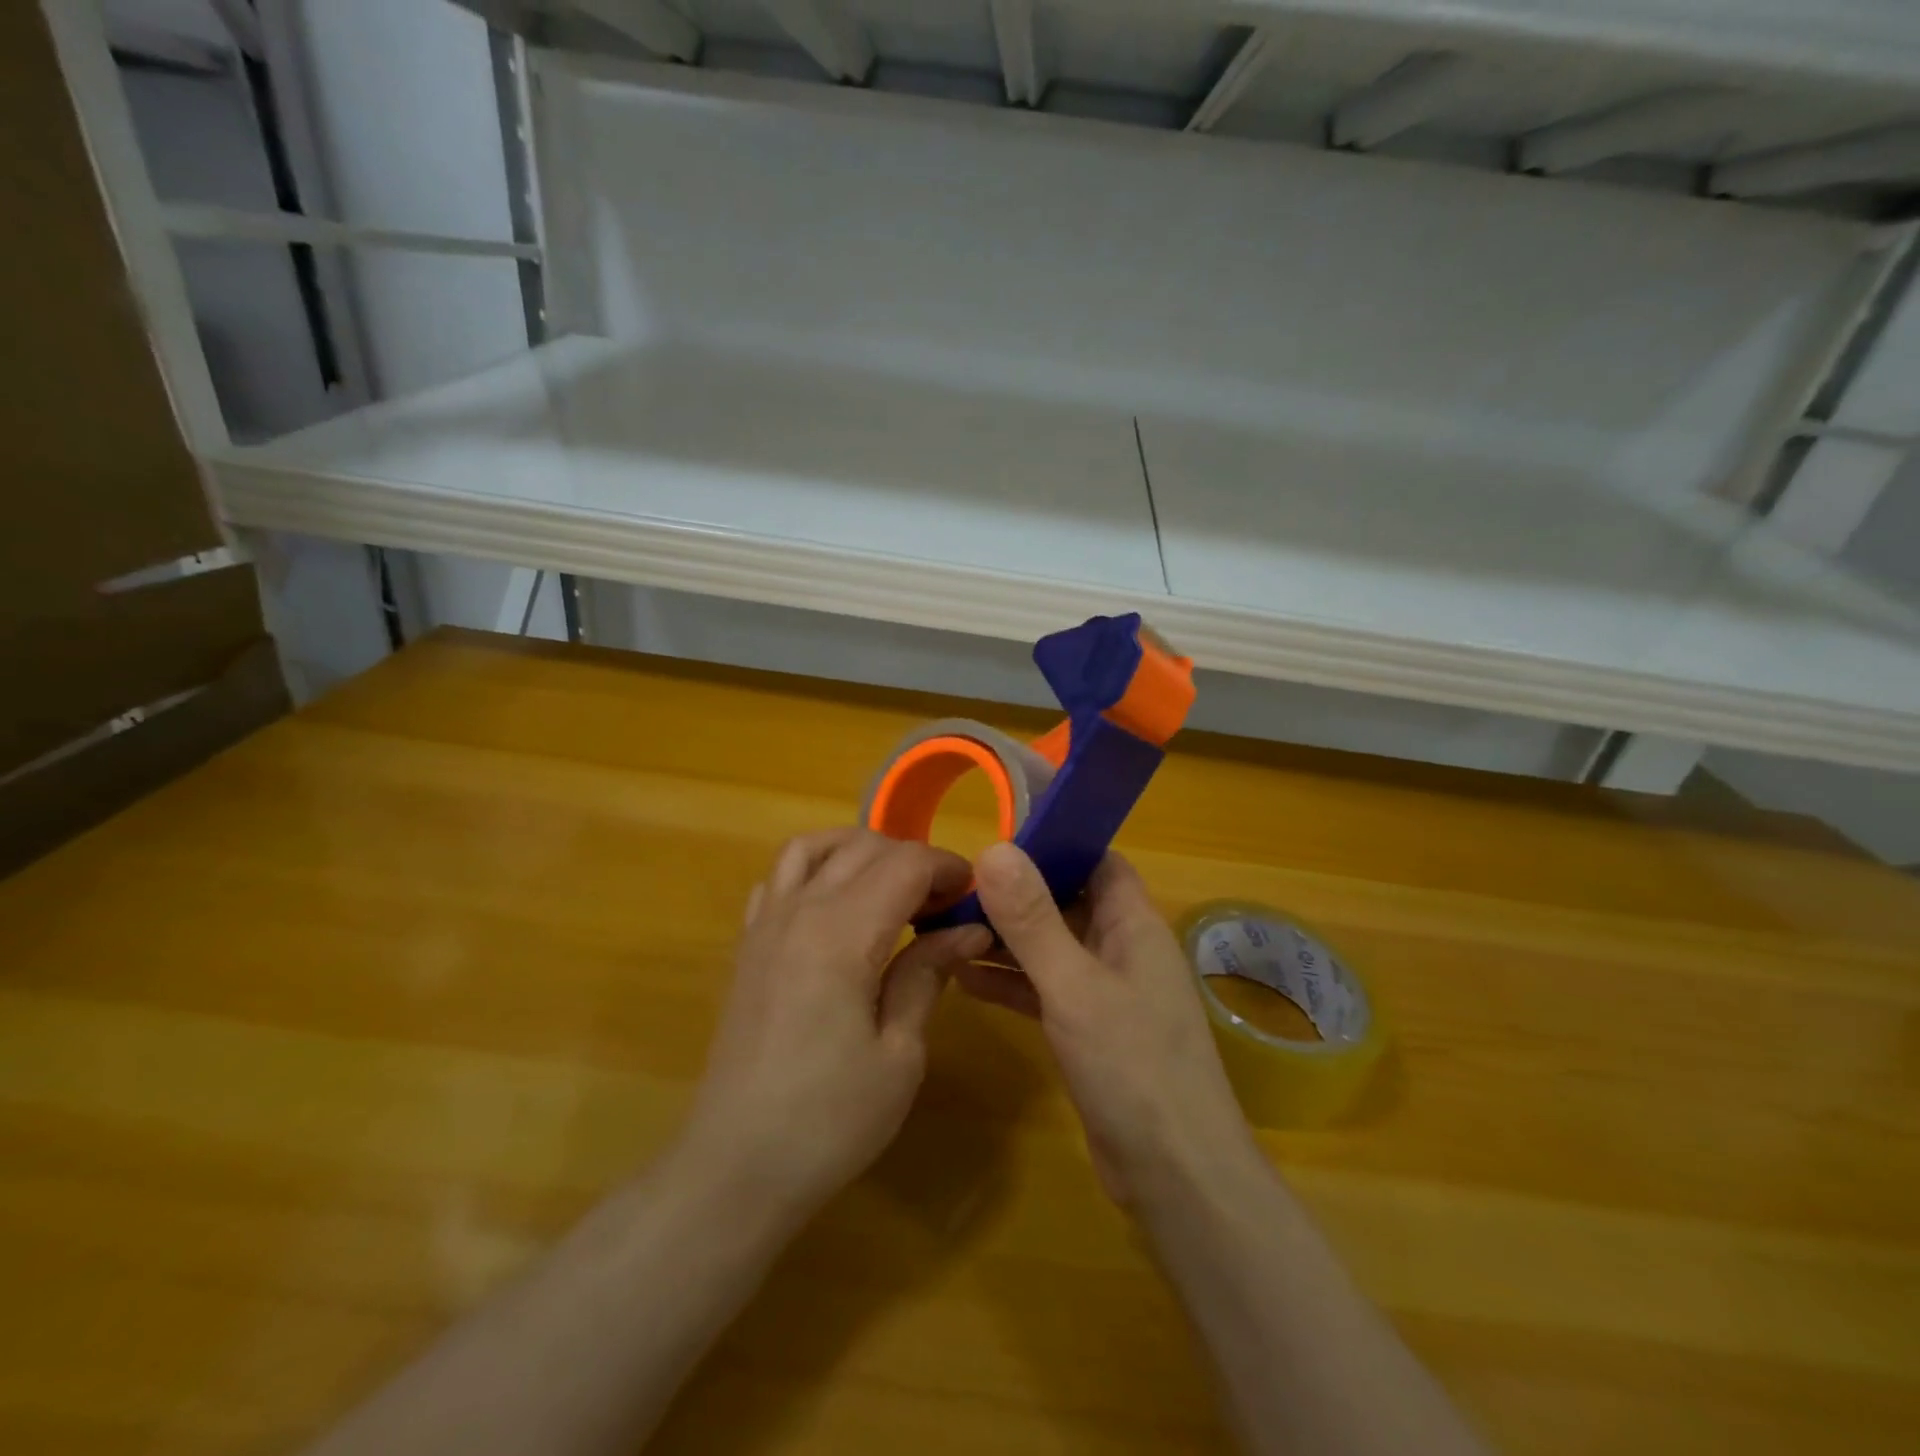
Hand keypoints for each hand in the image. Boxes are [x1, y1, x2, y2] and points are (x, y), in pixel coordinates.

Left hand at [677, 829, 992, 1223]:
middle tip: (944, 902)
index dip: (948, 868)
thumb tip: (968, 930)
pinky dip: (815, 868)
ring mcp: (766, 924)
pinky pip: (779, 876)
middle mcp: (800, 911)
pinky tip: (836, 904)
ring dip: (860, 850)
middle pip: (864, 847)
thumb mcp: (899, 1054)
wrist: (736, 1167)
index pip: (905, 864)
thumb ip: (927, 975)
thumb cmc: (829, 1120)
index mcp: (842, 934)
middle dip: (913, 859)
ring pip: (814, 846)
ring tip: (892, 886)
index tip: (974, 897)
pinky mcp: (747, 944)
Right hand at [962, 843, 1260, 1209]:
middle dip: (1017, 892)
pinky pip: (1046, 990)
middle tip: (958, 885)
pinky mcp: (1091, 1031)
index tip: (999, 836)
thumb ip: (1033, 920)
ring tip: (948, 928)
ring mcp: (1107, 992)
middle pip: (1067, 901)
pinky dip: (1012, 983)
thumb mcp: (1075, 986)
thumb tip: (995, 848)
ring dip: (1007, 939)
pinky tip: (965, 980)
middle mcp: (1123, 949)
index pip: (1097, 860)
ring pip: (1052, 947)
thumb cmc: (1133, 1067)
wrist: (1175, 1176)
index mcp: (1134, 924)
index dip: (1056, 842)